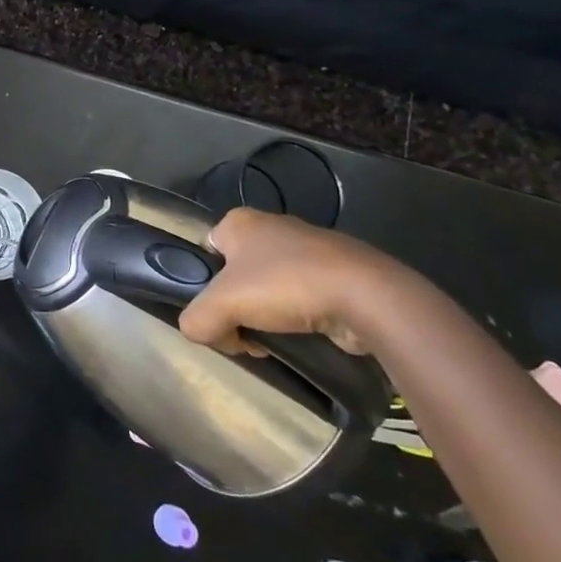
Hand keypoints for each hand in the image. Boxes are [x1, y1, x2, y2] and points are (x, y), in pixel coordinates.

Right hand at [179, 208, 423, 356]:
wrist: (365, 296)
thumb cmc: (285, 286)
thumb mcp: (221, 305)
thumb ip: (196, 319)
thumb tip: (200, 331)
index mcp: (239, 221)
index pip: (204, 253)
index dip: (204, 287)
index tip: (217, 314)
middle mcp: (270, 225)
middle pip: (235, 275)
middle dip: (237, 308)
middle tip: (244, 334)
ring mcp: (306, 248)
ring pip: (268, 289)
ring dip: (266, 318)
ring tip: (275, 340)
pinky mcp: (334, 272)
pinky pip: (300, 297)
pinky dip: (297, 318)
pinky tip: (303, 336)